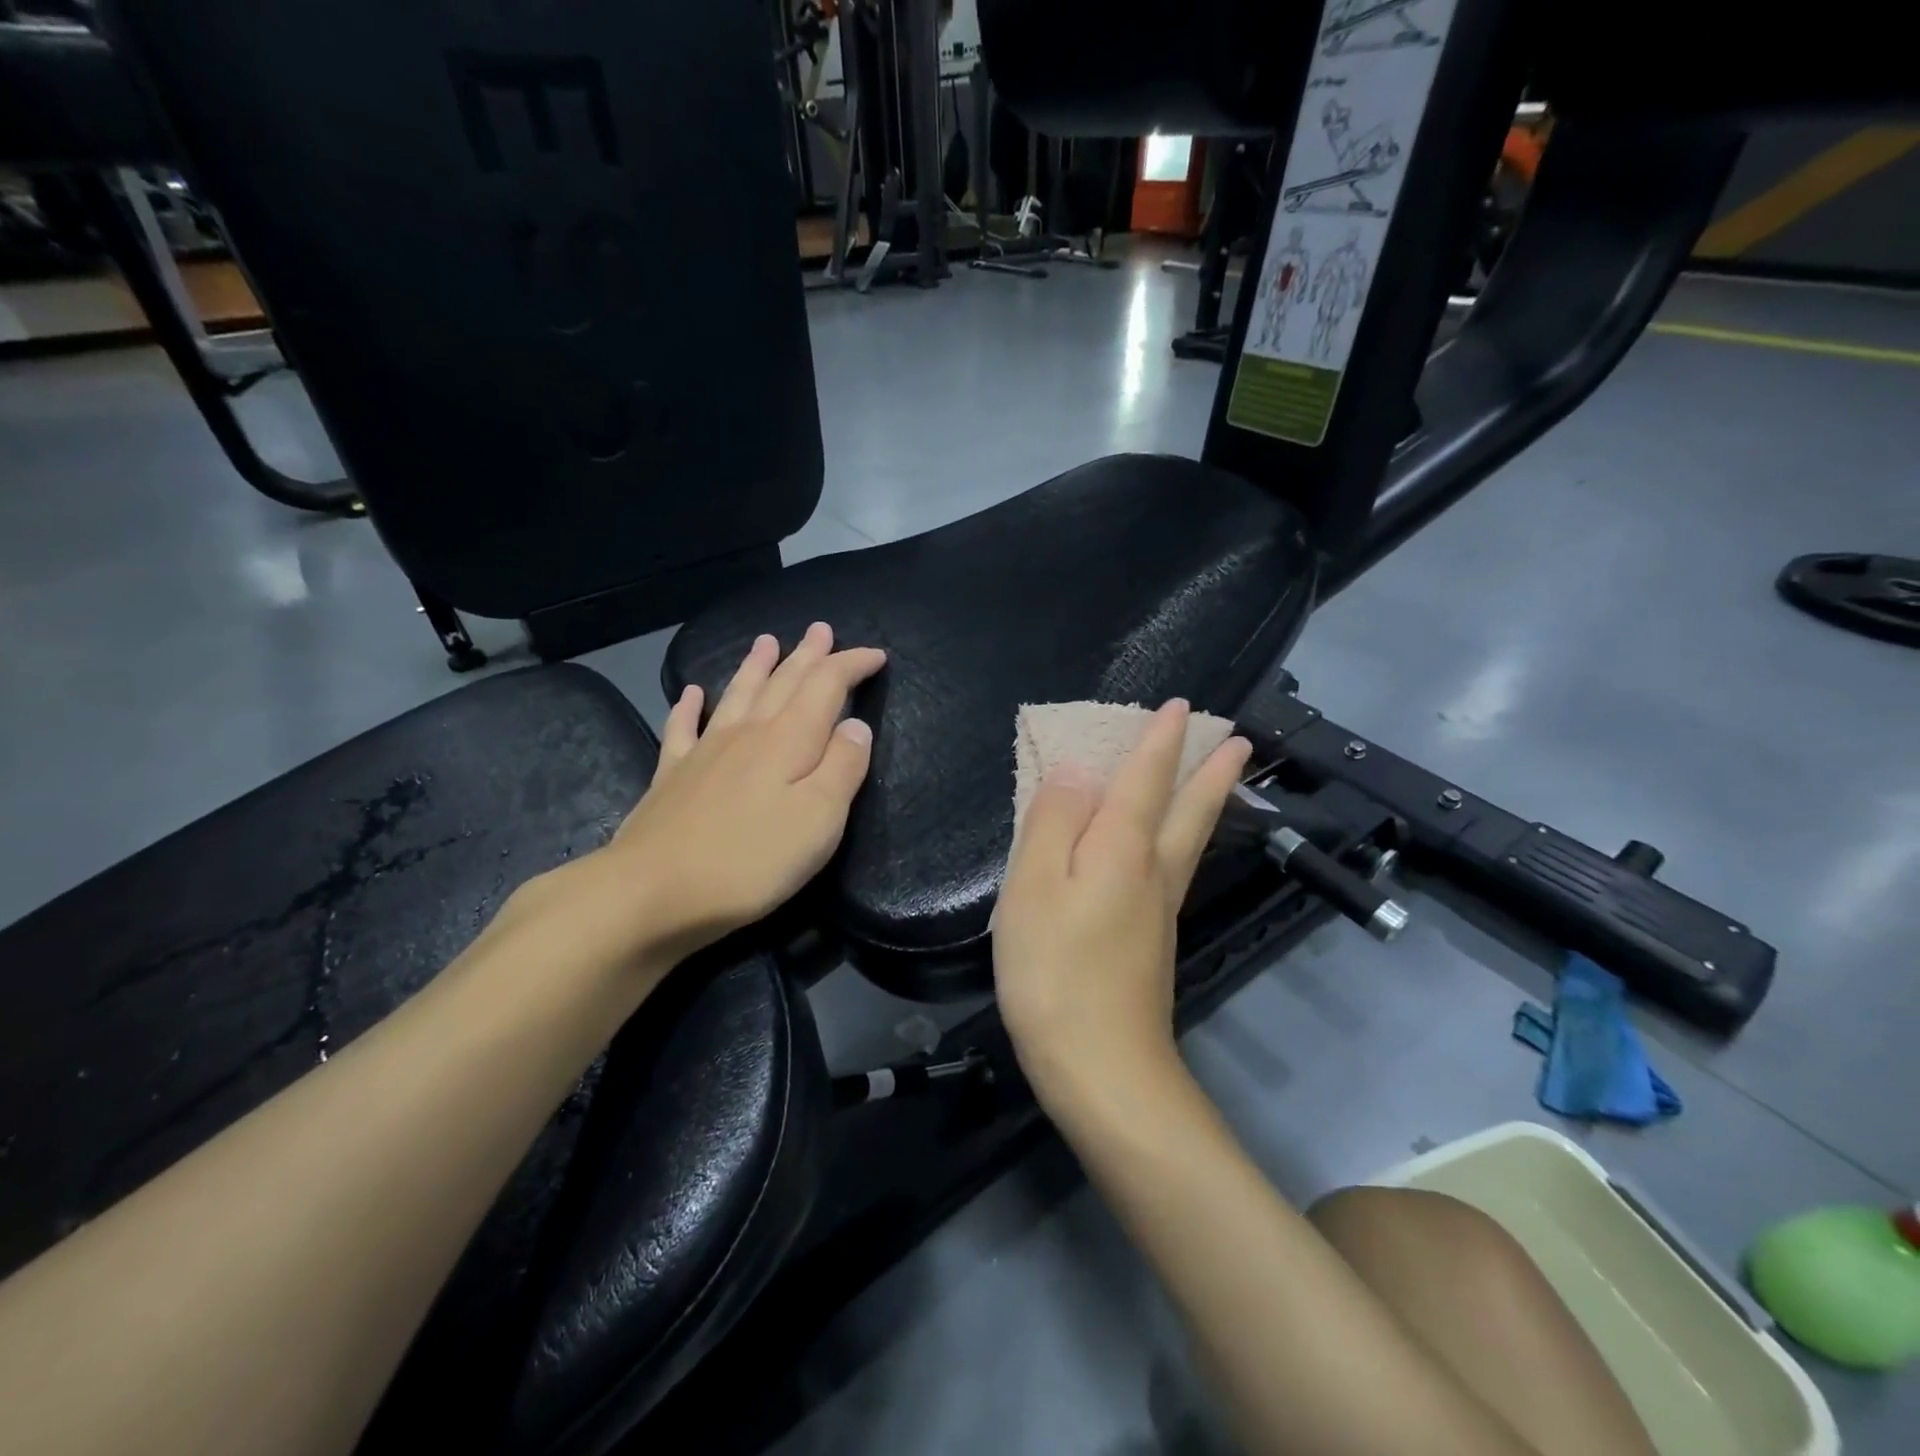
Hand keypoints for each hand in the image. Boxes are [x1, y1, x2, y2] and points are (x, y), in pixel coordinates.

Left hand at [513, 624, 884, 975]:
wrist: (653, 891)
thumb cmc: (751, 860)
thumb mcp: (819, 820)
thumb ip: (843, 768)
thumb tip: (856, 725)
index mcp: (788, 740)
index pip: (826, 686)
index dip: (851, 665)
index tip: (876, 655)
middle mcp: (748, 733)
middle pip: (782, 682)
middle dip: (807, 655)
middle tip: (820, 629)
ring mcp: (705, 751)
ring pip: (737, 695)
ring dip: (756, 666)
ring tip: (766, 641)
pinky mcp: (672, 775)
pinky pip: (683, 728)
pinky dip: (689, 706)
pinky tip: (692, 693)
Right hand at [993, 700, 1249, 1111]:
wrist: (1101, 1067)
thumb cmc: (1054, 969)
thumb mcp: (1033, 886)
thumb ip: (1052, 821)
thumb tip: (1077, 772)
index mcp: (1121, 848)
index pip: (1145, 778)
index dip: (1161, 739)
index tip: (1182, 705)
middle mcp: (1152, 870)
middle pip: (1189, 808)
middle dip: (1211, 769)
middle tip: (1240, 739)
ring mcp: (1159, 909)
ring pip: (1191, 839)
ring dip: (1210, 800)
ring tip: (1225, 777)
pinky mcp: (1154, 941)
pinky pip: (1174, 866)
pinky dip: (1185, 837)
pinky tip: (1172, 847)